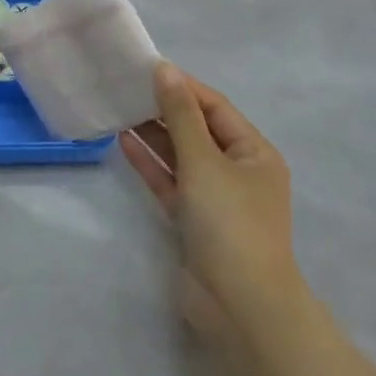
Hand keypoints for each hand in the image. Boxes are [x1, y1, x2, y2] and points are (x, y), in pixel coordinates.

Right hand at [120, 64, 300, 341]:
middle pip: (198, 130)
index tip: (148, 69)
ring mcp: (216, 199)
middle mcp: (238, 171)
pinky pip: (172, 183)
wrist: (238, 305)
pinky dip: (151, 165)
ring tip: (120, 110)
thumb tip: (165, 70)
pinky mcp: (194, 222)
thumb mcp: (204, 161)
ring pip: (182, 157)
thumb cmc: (229, 222)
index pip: (215, 107)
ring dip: (154, 136)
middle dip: (165, 110)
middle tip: (127, 89)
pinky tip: (124, 143)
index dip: (183, 87)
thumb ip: (181, 115)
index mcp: (255, 152)